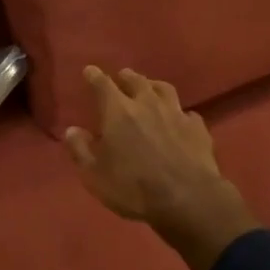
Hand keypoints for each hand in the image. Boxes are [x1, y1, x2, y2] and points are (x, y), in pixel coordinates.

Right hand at [63, 66, 257, 269]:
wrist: (188, 199)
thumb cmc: (134, 187)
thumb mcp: (95, 175)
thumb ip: (81, 150)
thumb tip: (71, 130)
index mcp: (118, 111)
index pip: (102, 84)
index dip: (94, 76)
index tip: (90, 70)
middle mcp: (147, 103)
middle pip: (136, 80)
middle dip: (126, 77)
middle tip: (122, 77)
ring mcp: (176, 113)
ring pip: (164, 89)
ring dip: (154, 86)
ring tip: (150, 88)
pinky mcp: (198, 128)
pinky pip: (187, 113)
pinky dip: (180, 114)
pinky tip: (180, 120)